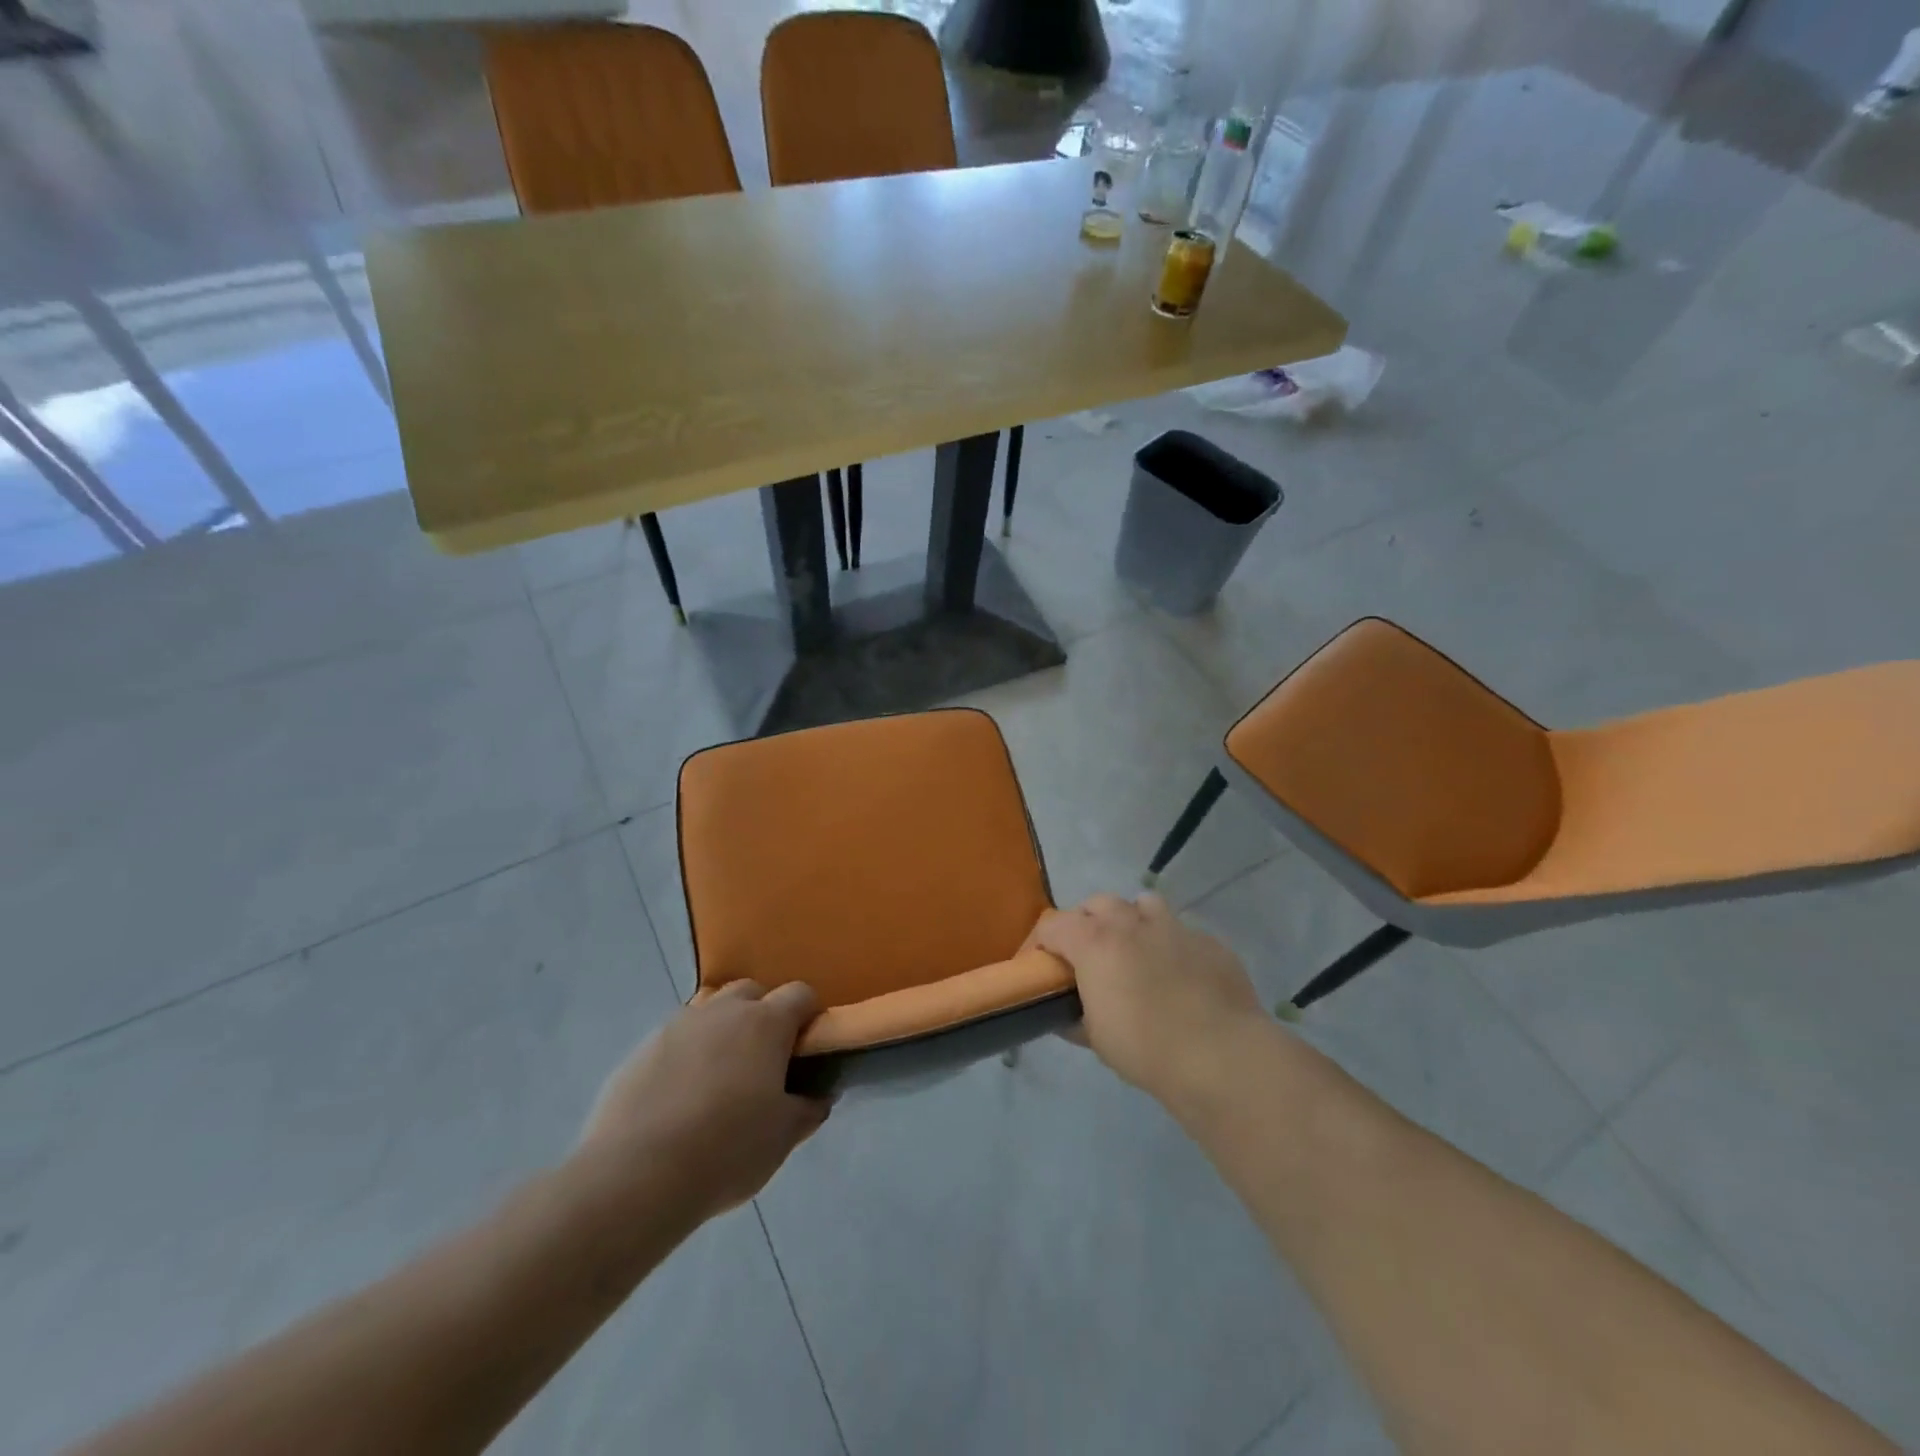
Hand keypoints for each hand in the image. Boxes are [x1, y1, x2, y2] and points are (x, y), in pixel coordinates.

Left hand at [577, 981, 829, 1221]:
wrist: (635, 1176)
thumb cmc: (726, 1150)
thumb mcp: (783, 1137)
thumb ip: (807, 1109)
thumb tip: (816, 1097)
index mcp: (765, 1023)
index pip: (800, 994)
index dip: (809, 1016)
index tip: (807, 1049)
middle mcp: (722, 1011)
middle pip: (751, 992)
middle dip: (762, 1014)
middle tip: (763, 1061)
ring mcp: (677, 1026)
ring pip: (709, 1011)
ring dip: (721, 1030)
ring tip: (718, 1078)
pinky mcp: (640, 1050)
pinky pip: (675, 1039)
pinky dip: (685, 1055)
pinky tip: (679, 1098)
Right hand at [1028, 893, 1266, 1107]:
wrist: (1221, 1055)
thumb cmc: (1145, 1048)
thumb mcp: (1096, 1038)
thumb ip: (1074, 1017)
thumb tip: (1065, 1015)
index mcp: (1095, 942)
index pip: (1052, 924)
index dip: (1039, 942)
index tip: (1038, 965)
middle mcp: (1131, 923)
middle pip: (1097, 903)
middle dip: (1086, 922)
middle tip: (1088, 956)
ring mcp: (1175, 927)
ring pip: (1144, 903)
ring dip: (1132, 920)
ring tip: (1136, 952)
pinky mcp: (1210, 942)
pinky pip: (1182, 932)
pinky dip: (1172, 946)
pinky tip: (1181, 978)